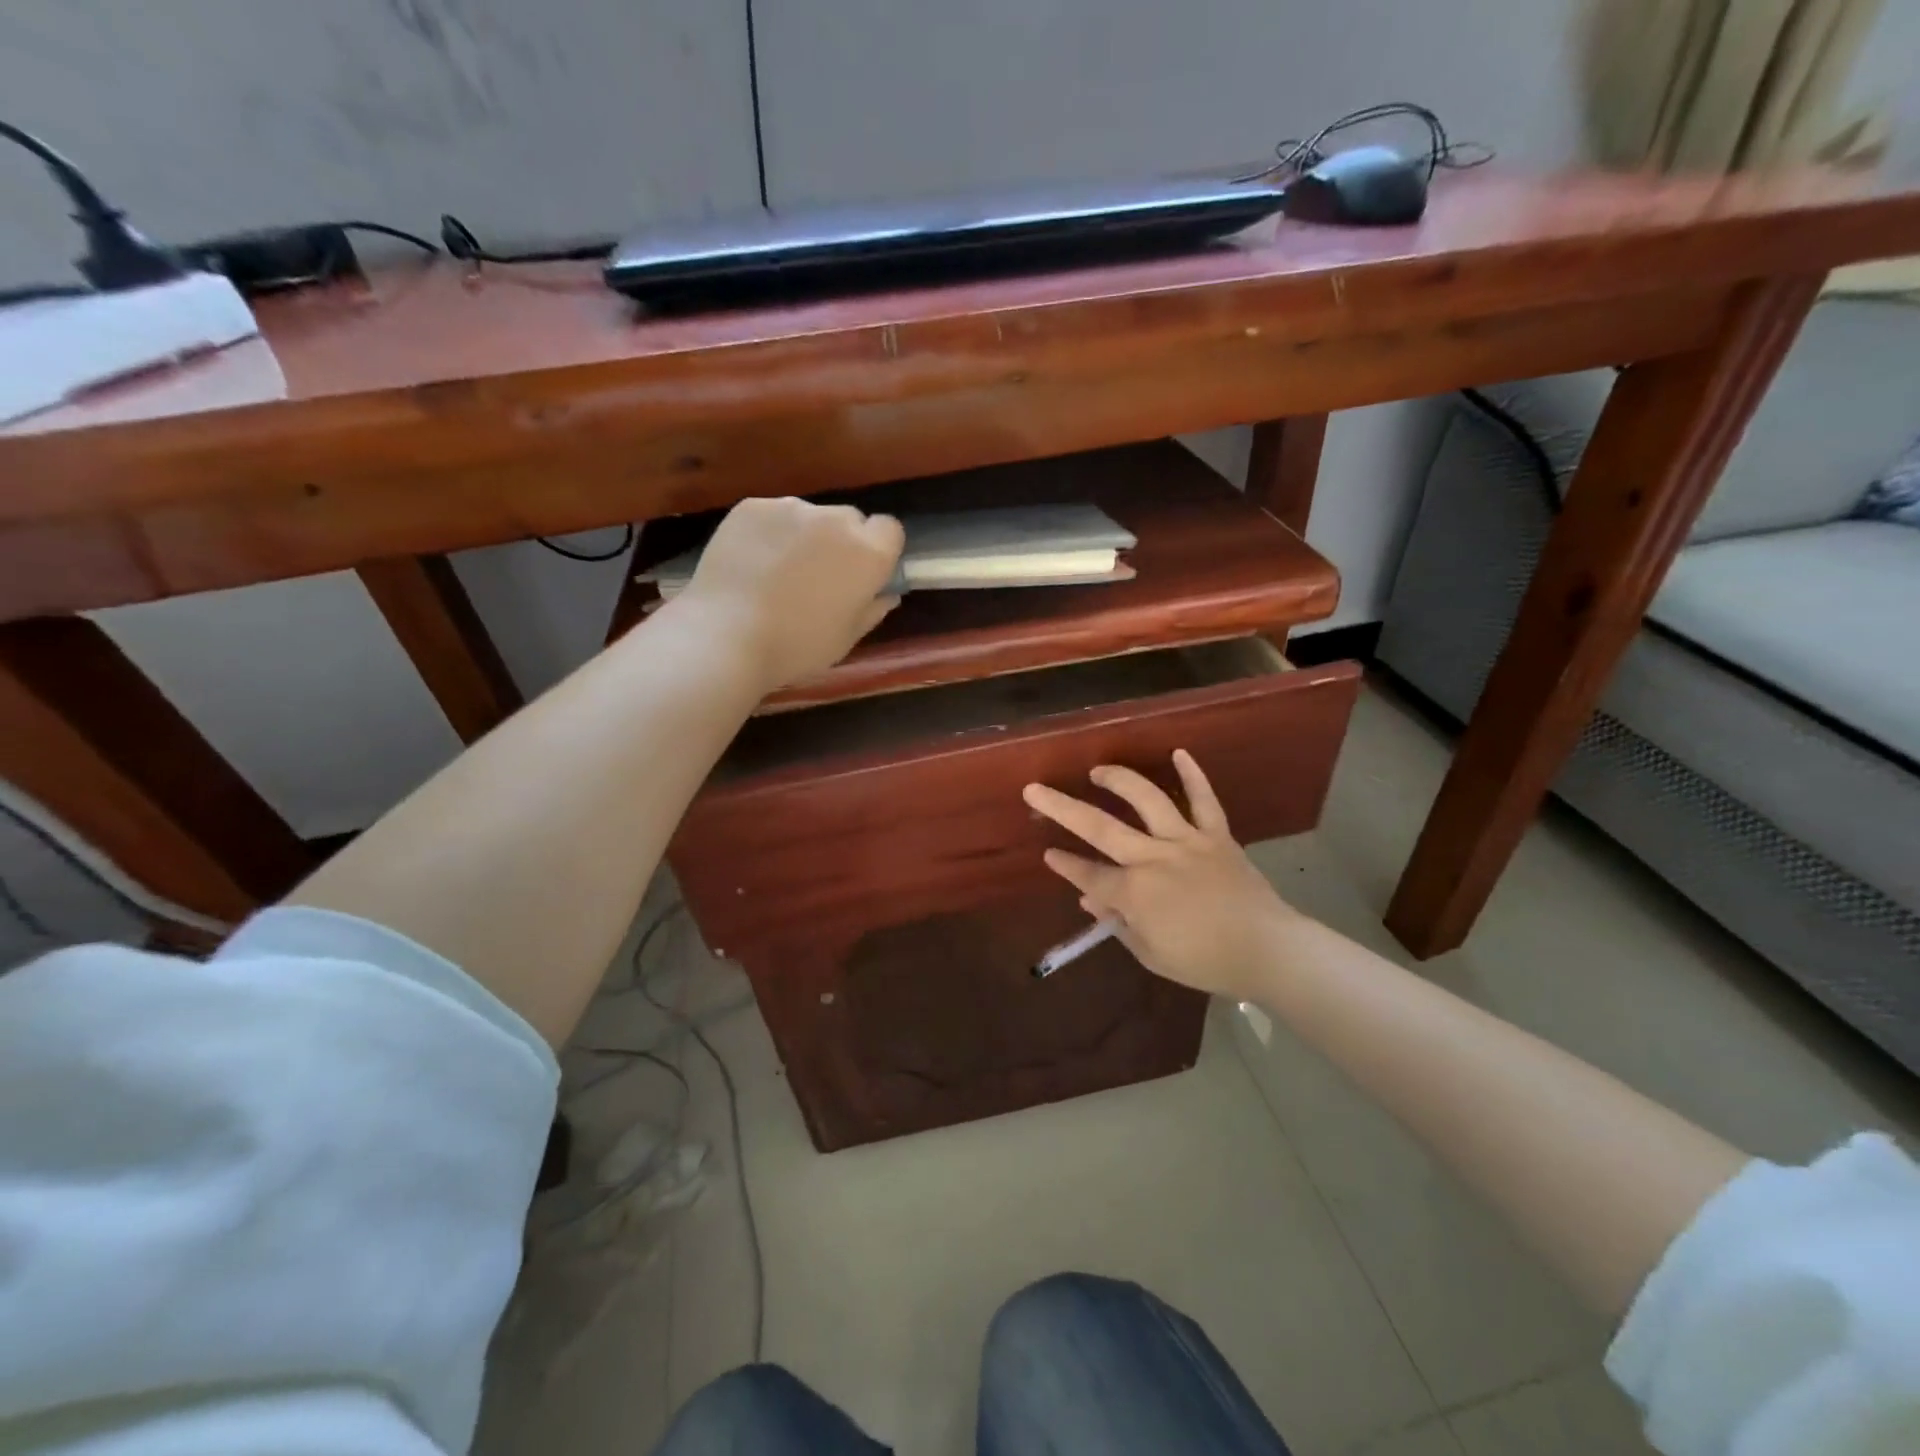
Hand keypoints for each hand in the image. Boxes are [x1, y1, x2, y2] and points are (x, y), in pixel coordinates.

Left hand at [675, 497, 904, 691]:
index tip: (863, 574)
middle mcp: (836, 520)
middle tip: (819, 576)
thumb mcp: (846, 638)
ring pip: (810, 516)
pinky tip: (752, 562)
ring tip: (778, 571)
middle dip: (842, 541)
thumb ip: (873, 609)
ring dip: (805, 536)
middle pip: (850, 519)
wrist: (727, 635)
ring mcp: (792, 508)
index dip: (879, 550)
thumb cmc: (797, 646)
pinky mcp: (753, 506)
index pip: (890, 529)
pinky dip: (770, 533)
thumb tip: (887, 594)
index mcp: (869, 553)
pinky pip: (773, 515)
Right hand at [1024, 750, 1301, 1000]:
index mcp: (1136, 892)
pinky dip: (1192, 775)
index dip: (1065, 866)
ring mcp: (1186, 840)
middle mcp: (1154, 857)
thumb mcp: (1151, 953)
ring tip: (1098, 771)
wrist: (1267, 950)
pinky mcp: (1217, 835)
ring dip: (1118, 780)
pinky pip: (1204, 800)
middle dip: (1062, 808)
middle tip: (1035, 790)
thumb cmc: (1205, 961)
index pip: (1089, 875)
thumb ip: (1119, 924)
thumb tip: (1092, 900)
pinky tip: (1178, 753)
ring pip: (1147, 800)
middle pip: (1100, 827)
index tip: (1047, 853)